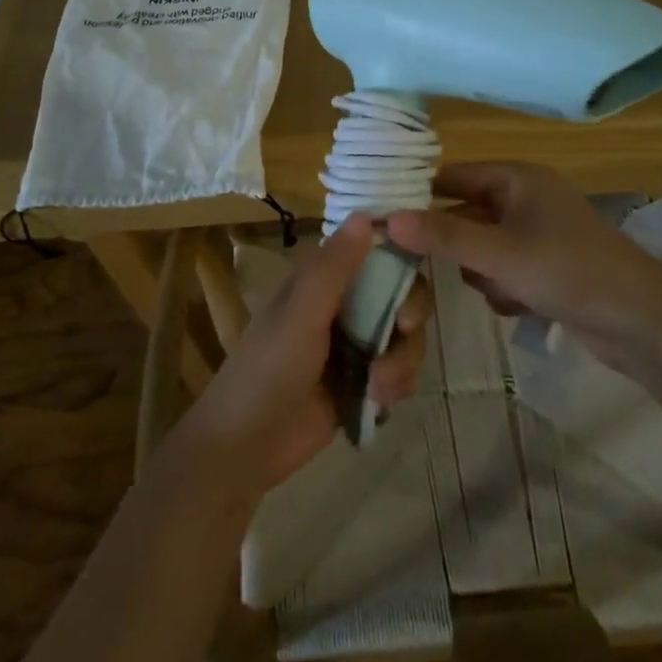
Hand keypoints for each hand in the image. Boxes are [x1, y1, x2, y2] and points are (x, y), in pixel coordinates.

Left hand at [177, 215, 432, 498]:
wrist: (247, 446)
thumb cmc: (268, 368)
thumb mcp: (301, 314)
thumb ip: (334, 267)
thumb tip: (366, 214)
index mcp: (324, 279)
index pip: (376, 251)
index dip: (402, 257)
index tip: (414, 274)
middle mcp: (344, 305)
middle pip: (402, 294)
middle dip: (409, 317)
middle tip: (402, 332)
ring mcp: (356, 344)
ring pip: (406, 337)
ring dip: (402, 360)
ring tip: (379, 386)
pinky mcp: (364, 381)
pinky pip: (401, 372)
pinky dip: (398, 385)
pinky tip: (381, 401)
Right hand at [387, 162, 661, 375]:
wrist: (642, 323)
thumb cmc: (570, 272)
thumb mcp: (500, 254)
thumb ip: (444, 236)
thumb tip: (388, 219)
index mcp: (516, 178)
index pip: (451, 176)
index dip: (417, 195)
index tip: (382, 220)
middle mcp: (523, 199)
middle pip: (463, 215)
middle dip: (455, 246)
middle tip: (424, 268)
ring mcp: (535, 234)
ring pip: (479, 249)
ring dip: (482, 273)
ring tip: (503, 290)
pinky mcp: (544, 268)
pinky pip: (501, 272)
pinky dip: (504, 290)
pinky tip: (522, 306)